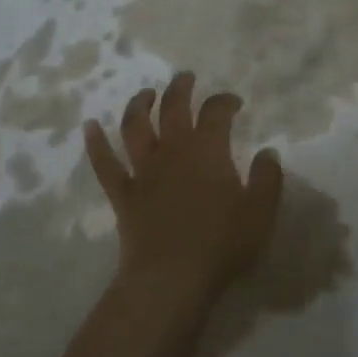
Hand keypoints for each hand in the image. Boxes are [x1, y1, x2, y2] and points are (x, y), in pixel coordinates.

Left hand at [84, 72, 283, 312]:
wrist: (171, 279)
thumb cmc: (221, 244)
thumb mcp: (260, 212)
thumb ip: (267, 178)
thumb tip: (268, 151)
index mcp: (208, 150)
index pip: (216, 112)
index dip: (225, 101)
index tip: (234, 102)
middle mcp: (173, 150)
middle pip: (173, 107)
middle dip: (180, 88)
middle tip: (185, 77)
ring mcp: (144, 171)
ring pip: (135, 127)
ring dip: (139, 105)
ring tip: (145, 94)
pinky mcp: (123, 194)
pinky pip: (105, 164)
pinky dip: (95, 143)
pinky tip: (89, 126)